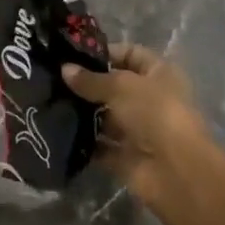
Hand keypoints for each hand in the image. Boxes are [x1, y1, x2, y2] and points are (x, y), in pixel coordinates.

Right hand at [64, 43, 220, 208]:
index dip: (104, 52)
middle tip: (53, 79)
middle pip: (113, 86)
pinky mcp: (125, 156)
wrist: (175, 171)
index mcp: (159, 74)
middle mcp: (149, 100)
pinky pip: (99, 145)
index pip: (130, 54)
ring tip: (50, 102)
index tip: (72, 54)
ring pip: (104, 117)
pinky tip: (57, 129)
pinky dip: (82, 140)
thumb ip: (91, 79)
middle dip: (86, 84)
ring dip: (81, 112)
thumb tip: (64, 69)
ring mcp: (137, 130)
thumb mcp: (120, 86)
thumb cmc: (154, 113)